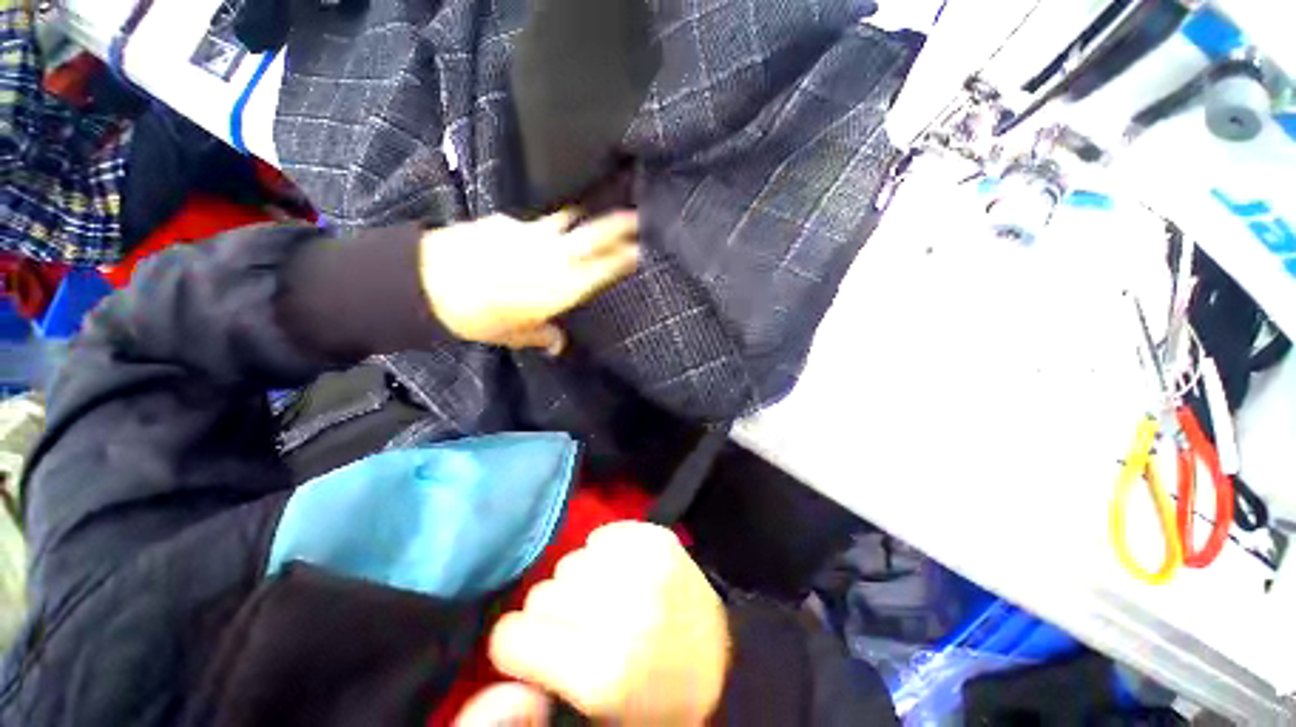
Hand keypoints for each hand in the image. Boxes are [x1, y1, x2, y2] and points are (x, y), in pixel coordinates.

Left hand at [419, 210, 638, 352]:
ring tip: (590, 216)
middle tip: (637, 216)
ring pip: (567, 221)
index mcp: (563, 285)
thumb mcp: (513, 334)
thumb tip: (557, 344)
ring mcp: (531, 234)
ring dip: (582, 218)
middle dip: (618, 225)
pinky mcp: (507, 223)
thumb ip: (541, 336)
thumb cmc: (480, 317)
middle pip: (594, 235)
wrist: (430, 282)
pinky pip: (533, 223)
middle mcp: (554, 255)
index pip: (605, 268)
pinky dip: (541, 228)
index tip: (642, 249)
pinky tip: (533, 236)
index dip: (625, 258)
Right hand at [486, 523, 729, 725]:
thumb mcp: (592, 719)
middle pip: (541, 594)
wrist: (720, 661)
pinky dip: (604, 554)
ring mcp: (645, 565)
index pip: (511, 637)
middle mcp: (623, 611)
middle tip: (579, 630)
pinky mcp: (657, 536)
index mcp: (603, 672)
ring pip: (570, 561)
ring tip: (606, 602)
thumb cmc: (652, 702)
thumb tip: (501, 661)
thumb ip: (536, 694)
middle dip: (550, 615)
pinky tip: (623, 575)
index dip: (518, 647)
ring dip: (578, 582)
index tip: (536, 652)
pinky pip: (601, 535)